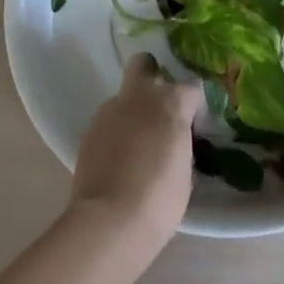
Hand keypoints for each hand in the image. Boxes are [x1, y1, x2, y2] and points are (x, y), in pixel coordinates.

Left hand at [69, 53, 199, 251]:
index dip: (194, 105)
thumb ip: (182, 145)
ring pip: (123, 97)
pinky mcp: (89, 130)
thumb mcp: (186, 172)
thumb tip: (176, 142)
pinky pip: (108, 121)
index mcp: (171, 103)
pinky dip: (116, 132)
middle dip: (151, 75)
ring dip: (132, 111)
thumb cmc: (160, 198)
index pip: (191, 88)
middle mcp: (139, 97)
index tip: (194, 125)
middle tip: (159, 106)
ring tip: (137, 142)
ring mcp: (110, 111)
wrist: (110, 220)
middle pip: (144, 64)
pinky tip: (119, 158)